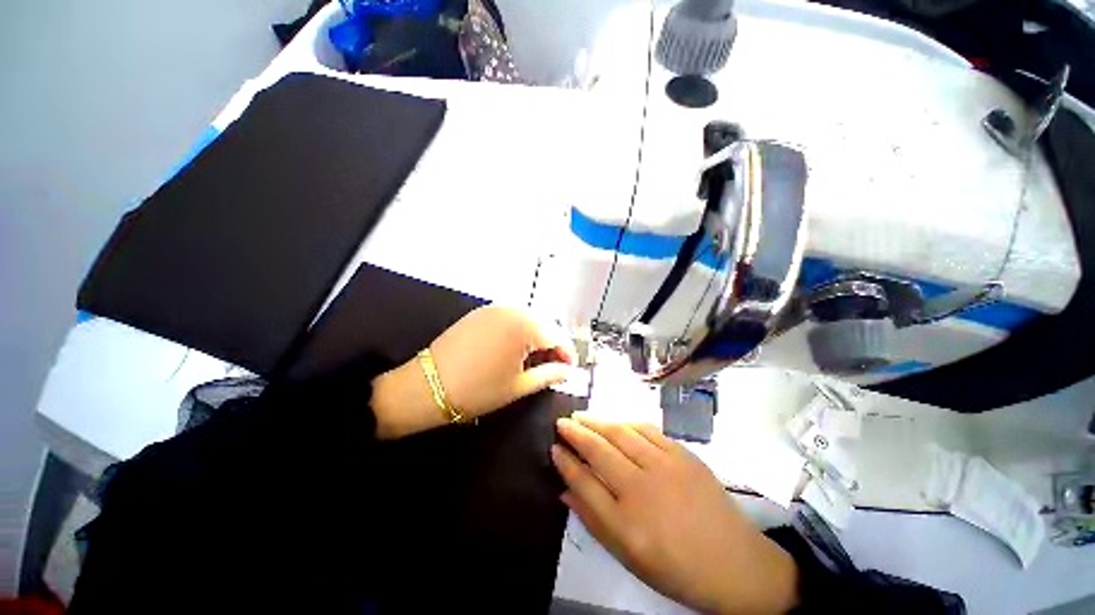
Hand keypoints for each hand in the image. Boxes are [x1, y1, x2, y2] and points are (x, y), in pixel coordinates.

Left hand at [371, 306, 576, 438]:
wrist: (427, 386)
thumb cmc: (478, 390)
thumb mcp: (519, 386)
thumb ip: (549, 375)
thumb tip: (567, 371)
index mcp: (525, 326)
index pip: (558, 336)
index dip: (567, 354)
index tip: (569, 370)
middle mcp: (512, 310)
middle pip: (544, 325)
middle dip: (552, 345)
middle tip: (552, 366)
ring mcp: (494, 308)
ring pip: (527, 320)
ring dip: (536, 337)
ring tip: (533, 359)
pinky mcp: (480, 312)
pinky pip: (509, 318)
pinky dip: (518, 331)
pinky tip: (513, 349)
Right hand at [552, 416, 799, 613]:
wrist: (735, 563)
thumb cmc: (676, 567)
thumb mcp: (628, 556)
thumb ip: (593, 520)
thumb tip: (564, 490)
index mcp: (626, 524)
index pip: (583, 482)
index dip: (565, 462)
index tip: (553, 447)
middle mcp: (642, 489)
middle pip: (599, 451)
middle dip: (575, 433)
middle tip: (561, 422)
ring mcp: (665, 467)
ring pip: (621, 433)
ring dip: (597, 421)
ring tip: (581, 416)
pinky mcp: (683, 454)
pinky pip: (646, 430)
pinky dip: (625, 422)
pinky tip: (615, 421)